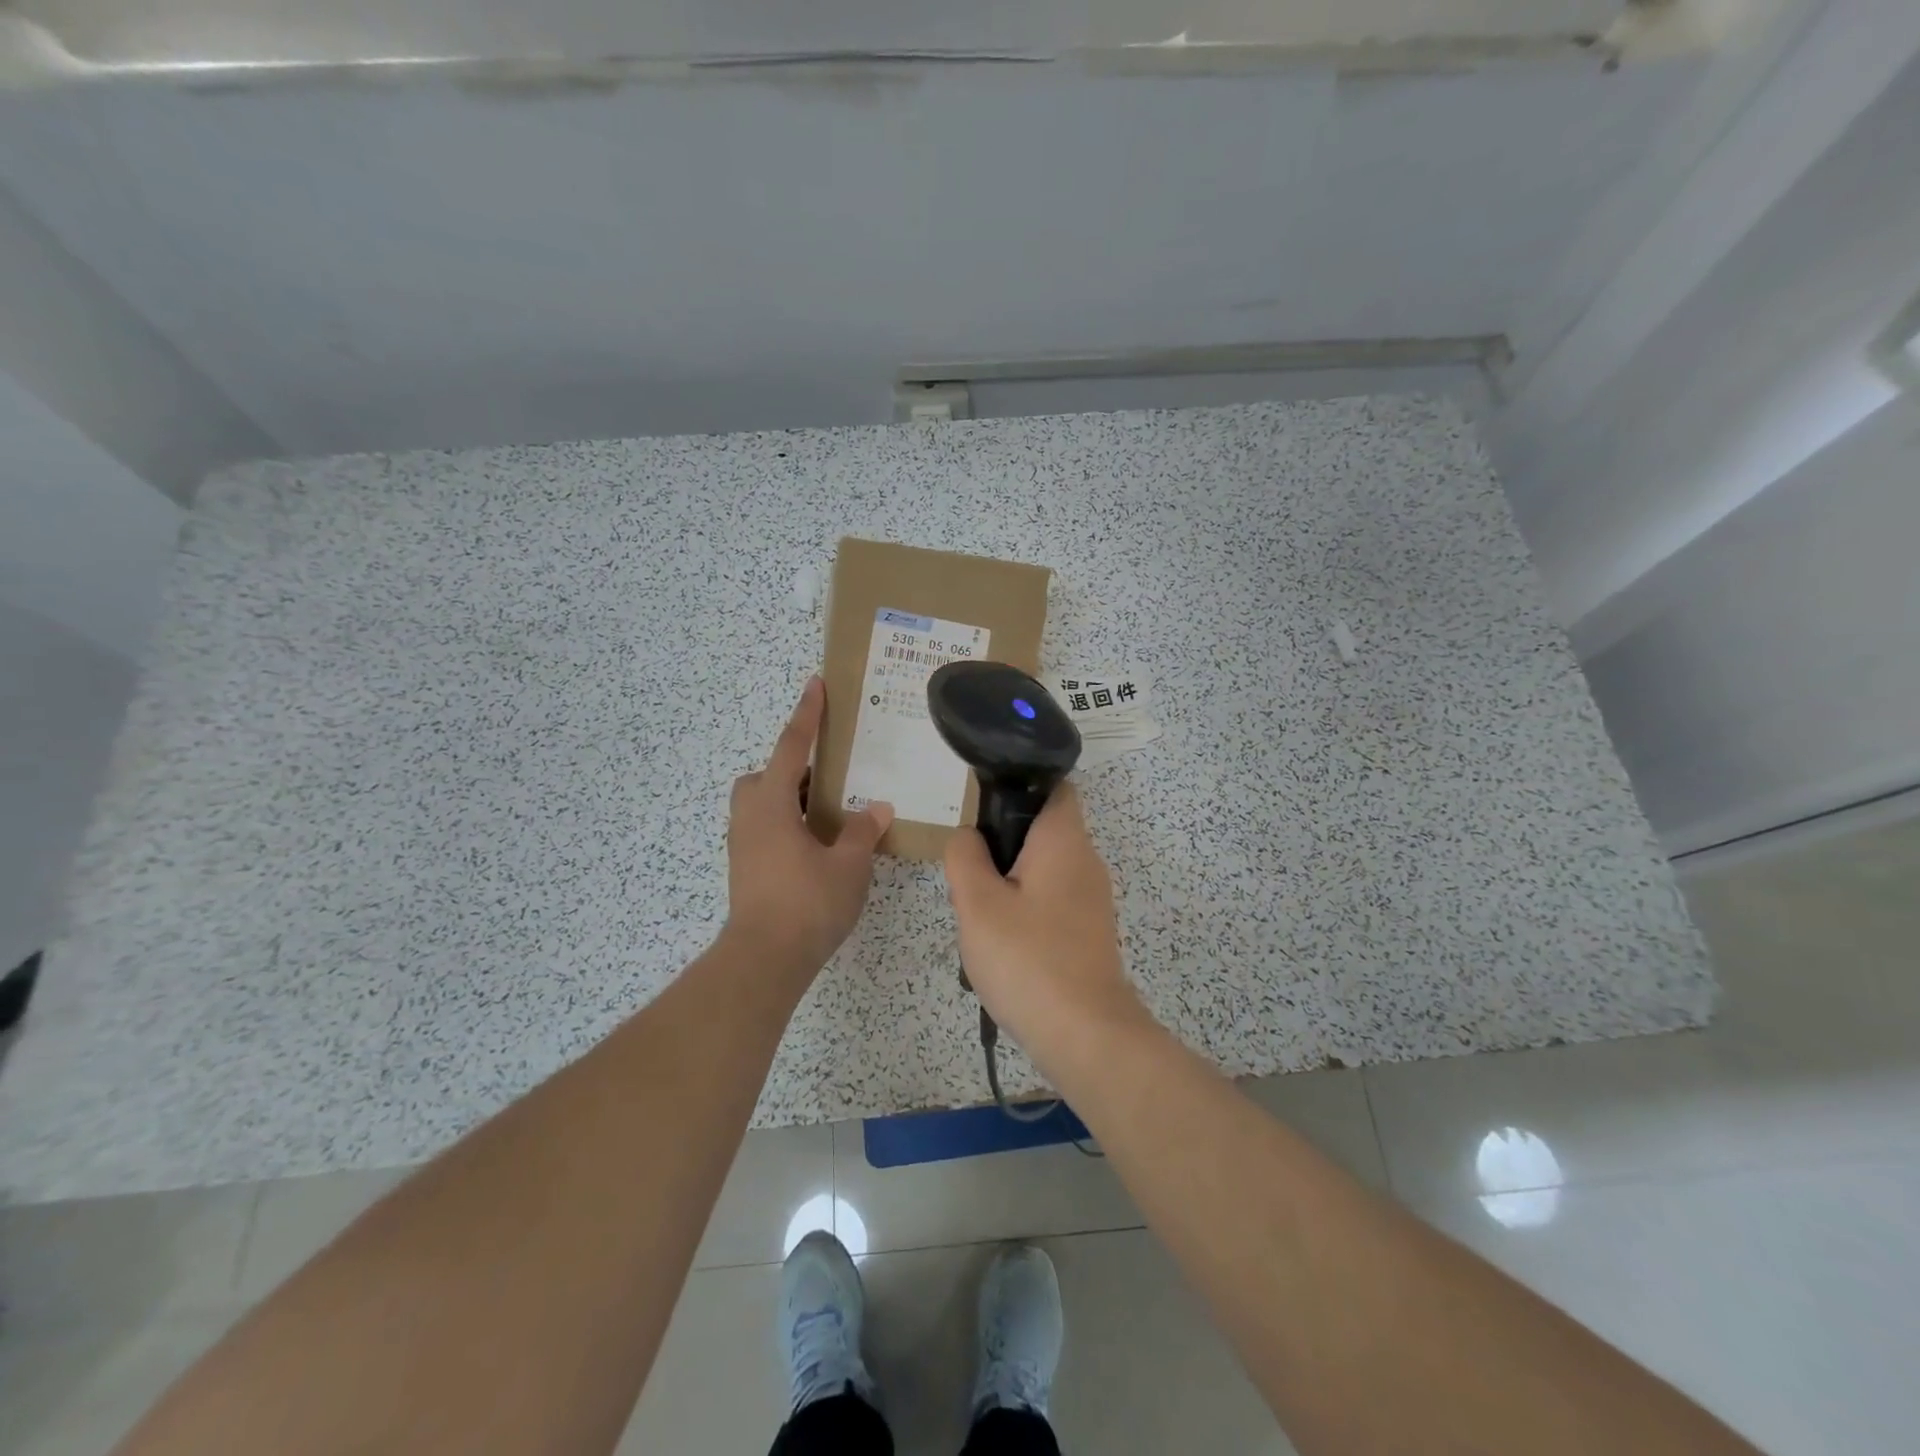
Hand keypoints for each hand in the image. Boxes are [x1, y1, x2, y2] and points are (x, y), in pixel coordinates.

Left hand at [726, 677, 893, 980]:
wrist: (764, 960)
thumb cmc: (807, 904)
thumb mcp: (847, 864)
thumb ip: (862, 831)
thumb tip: (876, 808)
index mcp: (772, 805)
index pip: (790, 747)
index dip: (806, 715)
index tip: (815, 684)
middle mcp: (749, 818)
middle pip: (764, 776)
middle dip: (790, 767)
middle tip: (827, 778)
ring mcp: (742, 845)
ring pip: (761, 804)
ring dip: (788, 798)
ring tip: (827, 813)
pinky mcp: (744, 869)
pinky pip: (764, 828)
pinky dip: (786, 823)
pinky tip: (815, 846)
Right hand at [943, 782, 1140, 1050]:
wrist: (1085, 1035)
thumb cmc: (1028, 959)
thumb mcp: (977, 903)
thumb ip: (965, 857)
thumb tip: (969, 836)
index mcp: (1064, 840)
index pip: (1054, 786)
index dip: (1018, 787)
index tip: (982, 811)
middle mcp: (1086, 861)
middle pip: (1041, 831)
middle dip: (1001, 846)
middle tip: (969, 876)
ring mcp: (1092, 899)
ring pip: (1042, 870)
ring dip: (1009, 883)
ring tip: (979, 915)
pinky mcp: (1090, 931)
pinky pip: (1051, 902)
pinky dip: (1025, 911)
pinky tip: (1002, 945)